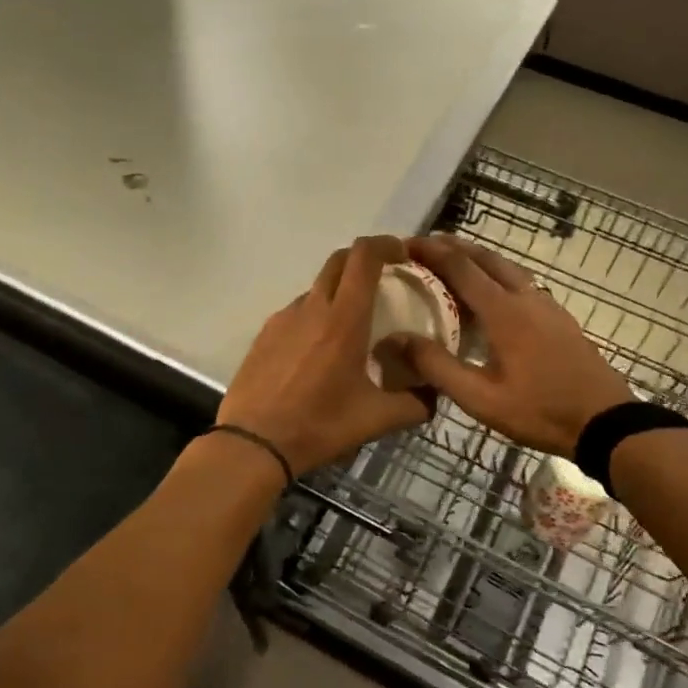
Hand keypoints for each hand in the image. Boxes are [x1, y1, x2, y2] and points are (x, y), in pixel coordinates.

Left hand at [218, 236, 432, 476]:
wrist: (252, 443)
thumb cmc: (319, 426)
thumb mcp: (376, 419)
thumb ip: (414, 404)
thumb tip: (435, 394)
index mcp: (344, 319)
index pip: (364, 257)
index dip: (386, 244)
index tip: (403, 255)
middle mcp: (312, 308)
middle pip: (338, 261)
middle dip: (363, 260)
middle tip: (383, 281)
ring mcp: (283, 318)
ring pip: (316, 289)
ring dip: (338, 293)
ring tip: (351, 328)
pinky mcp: (264, 334)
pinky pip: (296, 313)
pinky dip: (314, 317)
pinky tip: (318, 353)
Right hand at [395, 235, 632, 457]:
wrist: (605, 422)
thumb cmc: (539, 411)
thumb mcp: (480, 399)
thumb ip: (438, 367)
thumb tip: (397, 339)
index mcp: (503, 311)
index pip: (460, 266)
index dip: (431, 251)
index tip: (405, 244)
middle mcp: (525, 297)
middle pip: (486, 257)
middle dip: (453, 246)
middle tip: (424, 247)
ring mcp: (547, 305)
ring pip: (507, 267)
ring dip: (478, 258)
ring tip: (454, 262)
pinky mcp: (559, 318)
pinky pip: (522, 282)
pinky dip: (498, 274)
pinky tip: (493, 294)